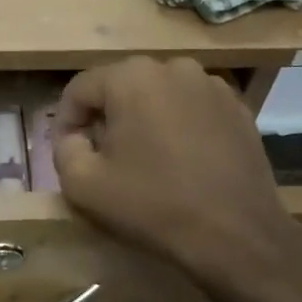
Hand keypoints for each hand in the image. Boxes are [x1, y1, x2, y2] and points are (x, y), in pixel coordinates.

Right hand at [52, 58, 301, 289]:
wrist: (235, 234)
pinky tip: (179, 162)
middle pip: (121, 87)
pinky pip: (191, 109)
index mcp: (132, 78)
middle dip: (105, 118)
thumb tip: (73, 137)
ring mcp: (212, 86)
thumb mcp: (82, 184)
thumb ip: (63, 150)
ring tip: (142, 159)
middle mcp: (174, 68)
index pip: (80, 88)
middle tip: (101, 157)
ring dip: (142, 120)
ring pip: (158, 96)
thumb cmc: (152, 205)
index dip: (65, 121)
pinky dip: (177, 127)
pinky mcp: (238, 109)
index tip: (66, 152)